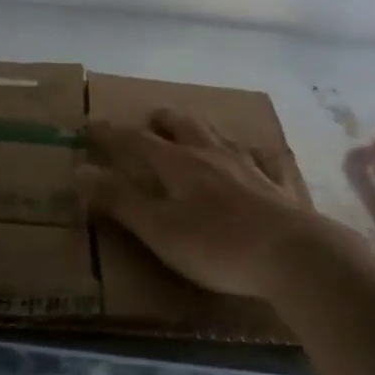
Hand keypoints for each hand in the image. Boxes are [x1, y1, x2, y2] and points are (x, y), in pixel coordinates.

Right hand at [78, 108, 333, 298]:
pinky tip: (259, 154)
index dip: (112, 133)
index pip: (137, 141)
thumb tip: (80, 170)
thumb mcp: (158, 228)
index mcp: (178, 164)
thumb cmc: (217, 246)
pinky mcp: (279, 186)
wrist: (293, 255)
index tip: (91, 125)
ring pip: (220, 136)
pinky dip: (255, 152)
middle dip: (162, 121)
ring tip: (195, 128)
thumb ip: (120, 200)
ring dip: (201, 128)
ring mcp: (250, 167)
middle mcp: (212, 155)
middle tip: (150, 118)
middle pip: (183, 126)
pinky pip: (266, 159)